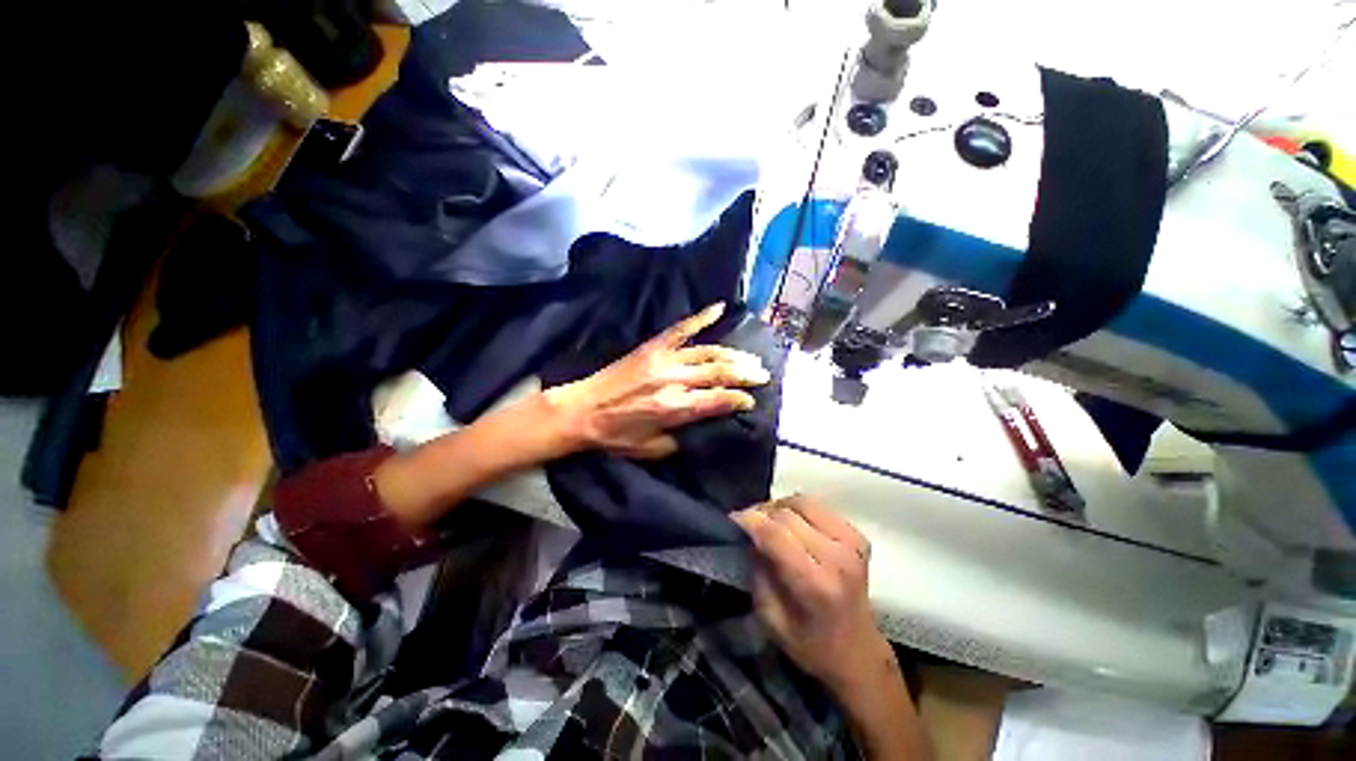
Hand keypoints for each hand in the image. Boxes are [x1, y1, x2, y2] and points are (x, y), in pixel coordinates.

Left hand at [543, 303, 770, 458]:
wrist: (581, 410)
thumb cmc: (615, 435)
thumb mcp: (651, 449)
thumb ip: (680, 440)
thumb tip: (703, 427)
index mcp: (674, 408)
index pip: (718, 400)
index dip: (740, 399)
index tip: (751, 400)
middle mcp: (673, 381)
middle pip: (719, 373)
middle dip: (746, 374)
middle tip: (763, 374)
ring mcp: (663, 360)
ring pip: (708, 352)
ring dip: (733, 354)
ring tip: (750, 357)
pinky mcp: (652, 347)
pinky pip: (681, 328)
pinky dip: (701, 317)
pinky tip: (719, 308)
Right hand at [733, 495, 886, 691]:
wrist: (857, 652)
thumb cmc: (809, 644)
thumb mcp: (770, 618)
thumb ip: (757, 572)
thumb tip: (747, 535)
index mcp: (815, 584)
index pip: (775, 533)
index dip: (749, 520)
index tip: (732, 520)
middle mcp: (837, 557)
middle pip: (787, 513)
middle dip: (761, 514)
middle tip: (747, 525)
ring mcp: (851, 543)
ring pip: (802, 502)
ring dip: (779, 508)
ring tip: (768, 522)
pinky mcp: (857, 535)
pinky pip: (817, 507)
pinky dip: (797, 510)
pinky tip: (791, 525)